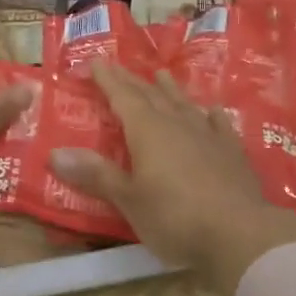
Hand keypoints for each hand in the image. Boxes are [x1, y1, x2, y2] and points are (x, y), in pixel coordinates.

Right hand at [48, 62, 295, 294]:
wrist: (240, 234)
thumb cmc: (175, 217)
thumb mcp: (128, 199)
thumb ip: (95, 174)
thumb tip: (55, 153)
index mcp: (147, 131)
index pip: (122, 97)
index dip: (107, 79)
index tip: (95, 61)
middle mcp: (177, 123)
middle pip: (151, 95)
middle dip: (132, 81)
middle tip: (118, 66)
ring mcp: (208, 135)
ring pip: (184, 104)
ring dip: (170, 89)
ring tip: (161, 74)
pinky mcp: (233, 152)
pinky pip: (218, 124)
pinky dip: (210, 114)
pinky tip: (212, 110)